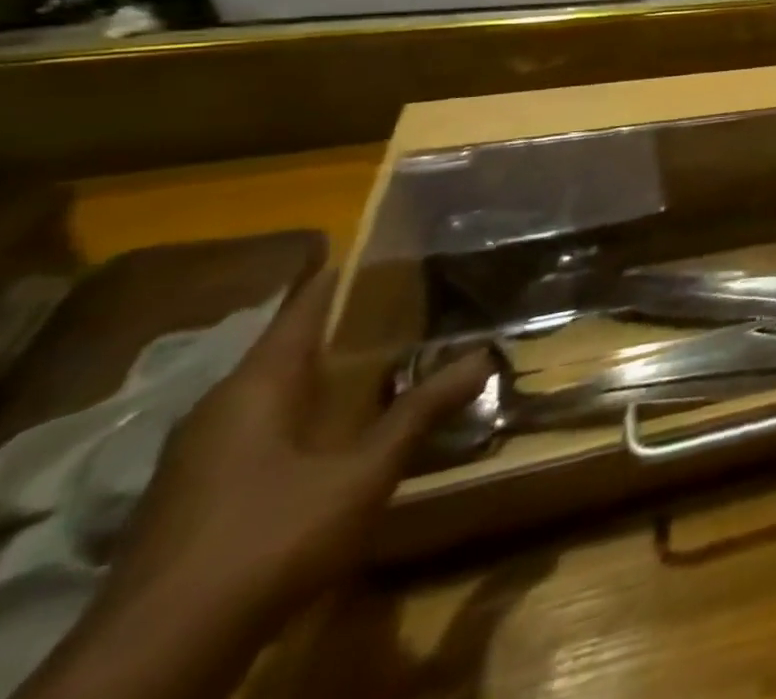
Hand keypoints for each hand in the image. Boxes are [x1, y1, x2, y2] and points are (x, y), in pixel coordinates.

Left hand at [101, 269, 489, 632]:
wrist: (156, 659)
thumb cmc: (268, 538)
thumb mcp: (363, 473)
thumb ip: (422, 411)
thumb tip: (485, 355)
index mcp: (256, 383)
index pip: (308, 302)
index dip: (354, 273)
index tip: (405, 251)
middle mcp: (223, 405)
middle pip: (295, 343)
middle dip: (356, 324)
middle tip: (421, 302)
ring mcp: (204, 451)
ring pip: (280, 387)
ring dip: (334, 370)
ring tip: (398, 354)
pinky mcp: (201, 490)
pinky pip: (267, 424)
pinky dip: (312, 408)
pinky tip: (351, 423)